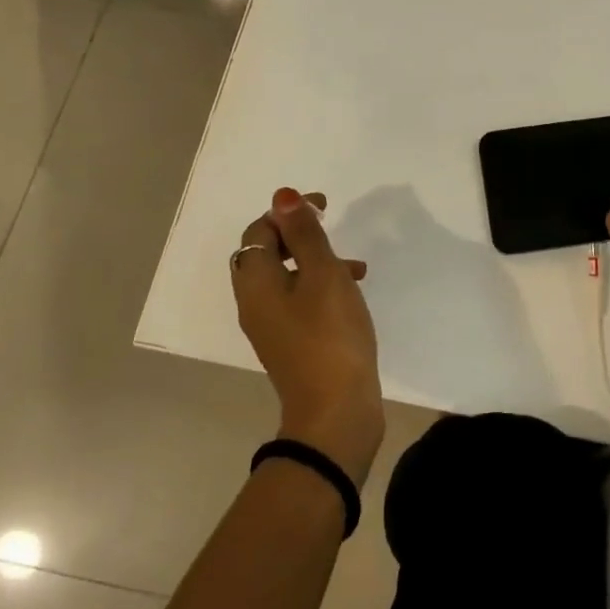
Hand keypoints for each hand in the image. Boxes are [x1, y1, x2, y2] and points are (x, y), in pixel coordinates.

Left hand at [231, 188, 383, 484]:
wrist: (336, 412)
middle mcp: (255, 303)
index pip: (259, 232)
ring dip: (314, 261)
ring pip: (286, 278)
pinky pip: (298, 302)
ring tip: (354, 266)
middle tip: (331, 230)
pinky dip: (320, 287)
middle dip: (298, 236)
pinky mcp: (292, 345)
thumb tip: (282, 196)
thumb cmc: (330, 336)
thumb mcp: (323, 275)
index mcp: (256, 283)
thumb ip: (305, 234)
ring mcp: (272, 328)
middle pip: (266, 255)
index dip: (287, 212)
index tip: (325, 206)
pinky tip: (352, 295)